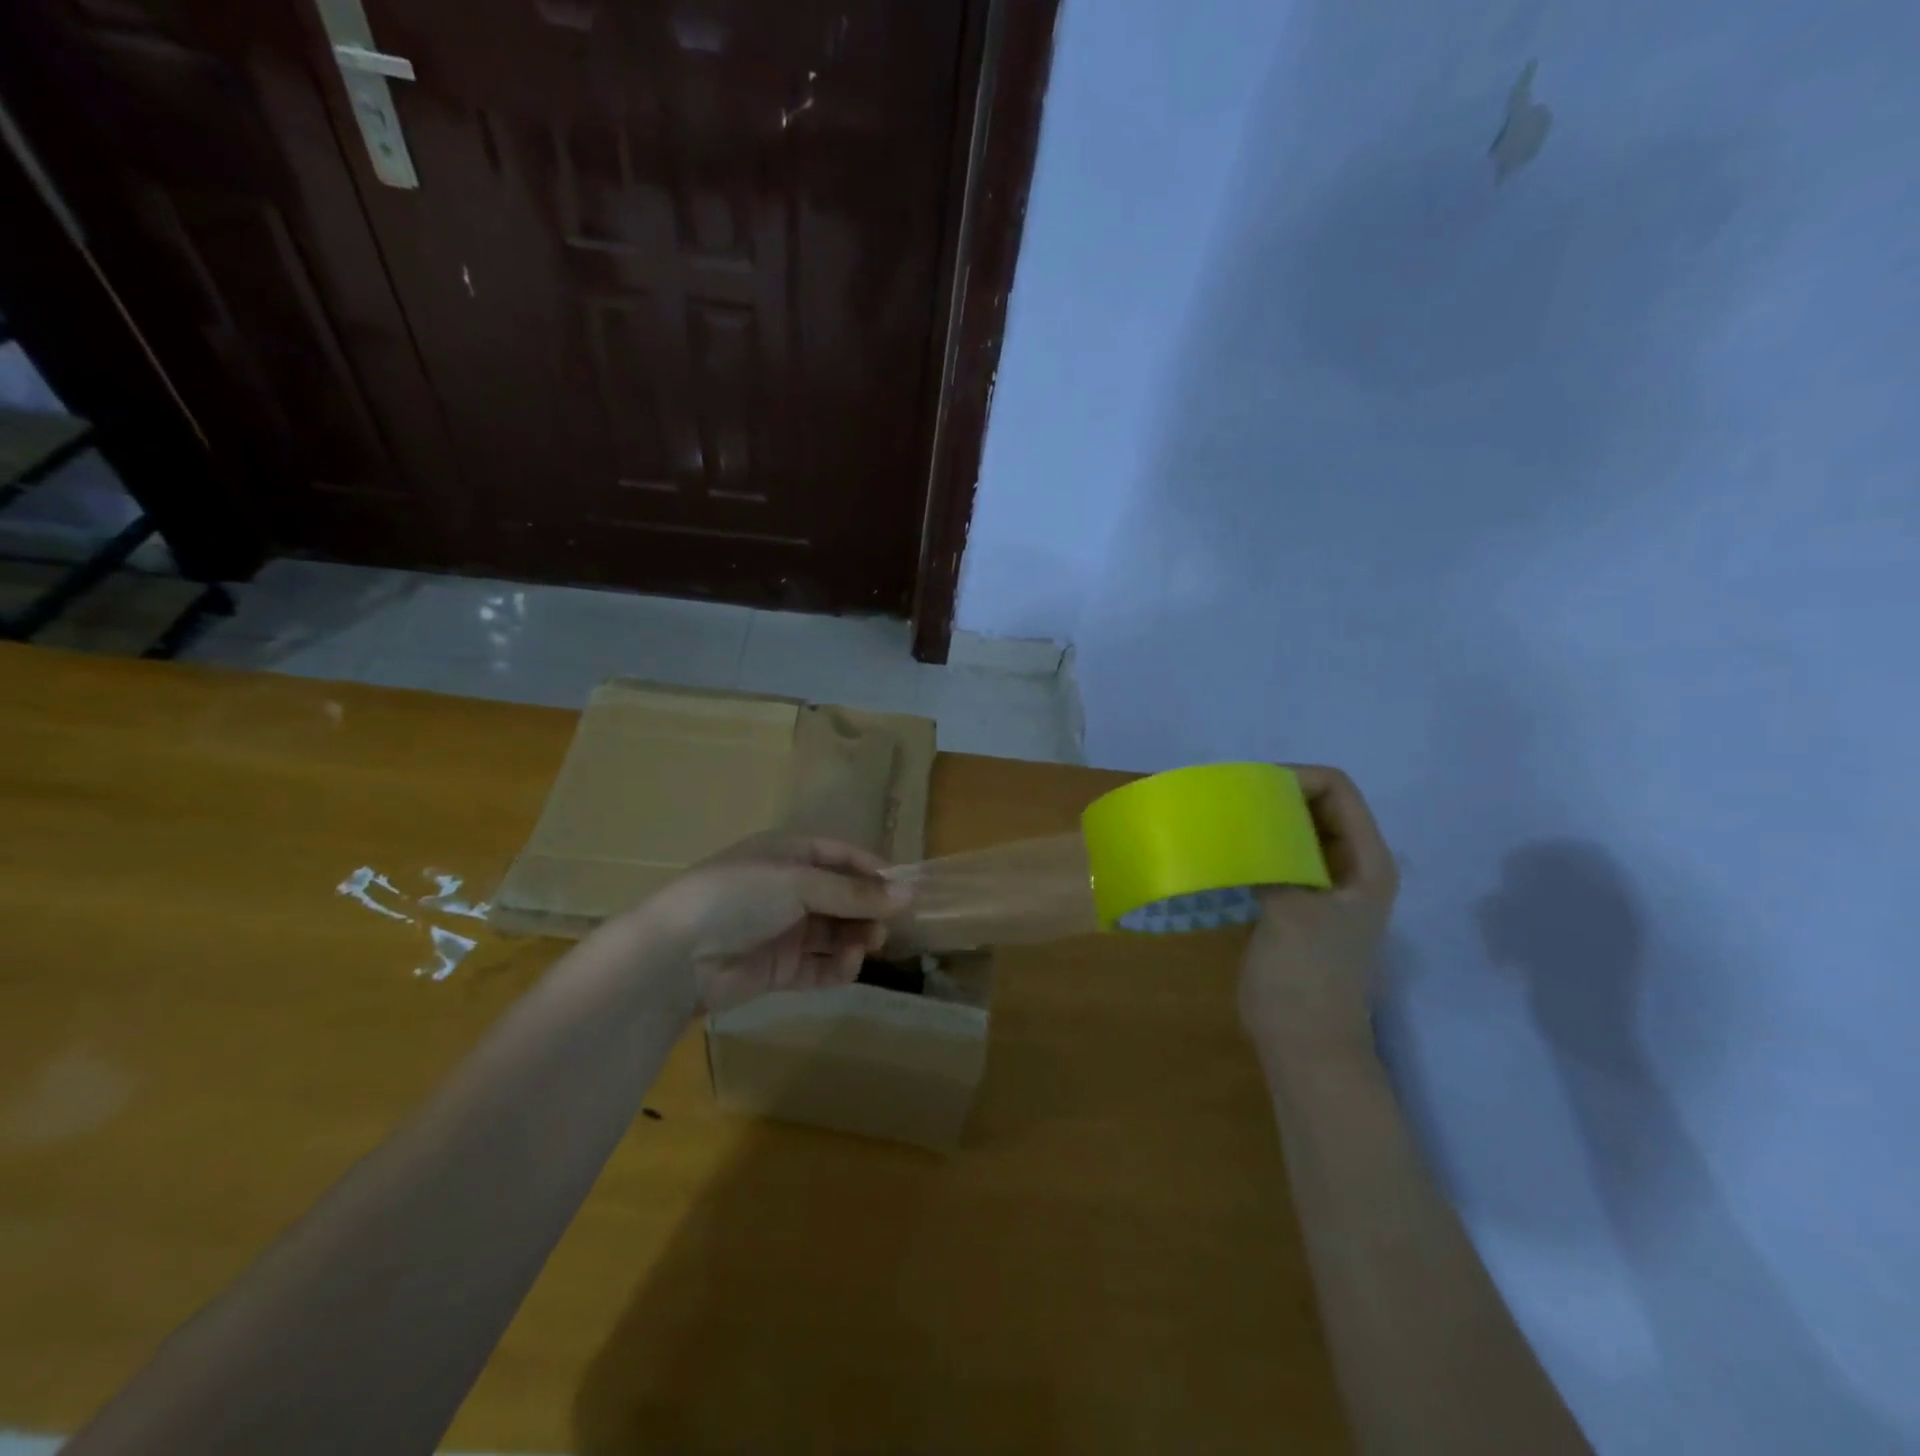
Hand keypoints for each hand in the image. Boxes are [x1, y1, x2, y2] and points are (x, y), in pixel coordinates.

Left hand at [646, 834, 910, 1012]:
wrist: (677, 956)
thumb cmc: (740, 897)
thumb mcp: (800, 883)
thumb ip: (855, 893)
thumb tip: (909, 895)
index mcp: (787, 855)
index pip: (840, 856)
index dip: (872, 871)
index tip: (903, 890)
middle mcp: (786, 889)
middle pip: (841, 896)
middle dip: (867, 909)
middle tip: (888, 926)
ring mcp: (782, 930)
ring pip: (834, 931)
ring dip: (856, 937)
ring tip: (870, 945)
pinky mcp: (778, 968)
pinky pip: (819, 964)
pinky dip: (838, 966)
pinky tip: (849, 964)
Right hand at [1240, 766, 1398, 1054]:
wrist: (1305, 1045)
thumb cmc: (1307, 978)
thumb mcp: (1290, 910)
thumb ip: (1270, 857)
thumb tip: (1239, 818)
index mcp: (1366, 862)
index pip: (1337, 790)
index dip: (1295, 778)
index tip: (1247, 788)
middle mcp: (1349, 866)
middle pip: (1316, 806)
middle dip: (1274, 796)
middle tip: (1225, 800)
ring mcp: (1322, 887)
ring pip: (1293, 832)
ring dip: (1260, 822)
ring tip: (1219, 820)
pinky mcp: (1295, 905)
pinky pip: (1275, 859)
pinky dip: (1252, 848)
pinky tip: (1221, 852)